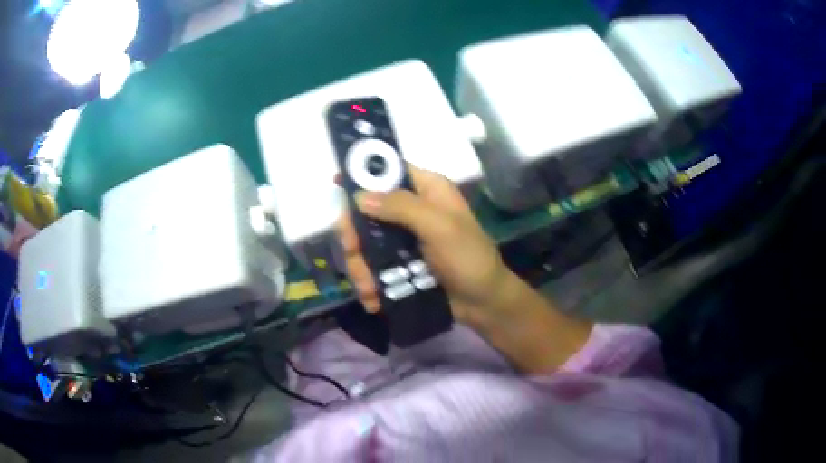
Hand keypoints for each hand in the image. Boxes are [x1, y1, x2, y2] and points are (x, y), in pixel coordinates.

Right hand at [336, 165, 513, 326]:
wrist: (484, 302)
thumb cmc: (469, 258)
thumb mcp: (440, 227)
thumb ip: (402, 207)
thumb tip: (359, 196)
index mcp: (427, 190)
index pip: (389, 171)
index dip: (363, 175)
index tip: (337, 184)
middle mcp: (412, 210)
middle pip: (367, 211)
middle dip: (355, 235)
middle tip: (352, 252)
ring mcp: (403, 240)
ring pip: (366, 244)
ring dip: (361, 268)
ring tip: (369, 290)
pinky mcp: (400, 265)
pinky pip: (374, 268)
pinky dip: (370, 285)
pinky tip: (374, 300)